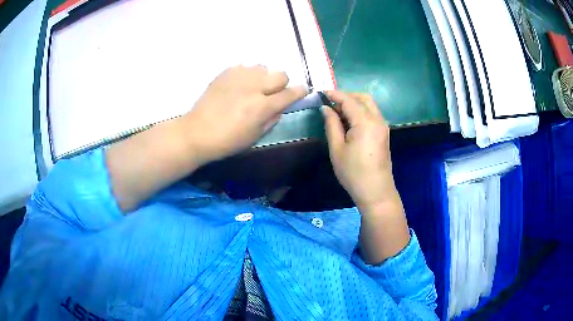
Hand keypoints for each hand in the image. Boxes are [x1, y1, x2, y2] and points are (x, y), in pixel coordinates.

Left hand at [182, 65, 306, 163]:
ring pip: (263, 67)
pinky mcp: (225, 73)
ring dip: (262, 77)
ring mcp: (239, 77)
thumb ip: (272, 119)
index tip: (301, 92)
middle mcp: (254, 87)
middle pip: (281, 74)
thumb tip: (280, 107)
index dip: (300, 92)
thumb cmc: (227, 141)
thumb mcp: (255, 136)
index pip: (290, 93)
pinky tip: (237, 86)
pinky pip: (244, 67)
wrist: (197, 132)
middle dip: (281, 83)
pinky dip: (246, 75)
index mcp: (263, 106)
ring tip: (251, 88)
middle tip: (271, 93)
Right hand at [322, 91, 398, 211]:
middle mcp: (377, 119)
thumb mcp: (337, 149)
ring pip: (369, 105)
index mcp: (365, 122)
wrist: (375, 191)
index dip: (334, 94)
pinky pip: (372, 114)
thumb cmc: (353, 172)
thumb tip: (326, 108)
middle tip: (331, 103)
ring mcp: (383, 126)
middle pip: (363, 98)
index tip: (321, 92)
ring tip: (338, 112)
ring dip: (354, 103)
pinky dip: (361, 111)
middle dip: (347, 96)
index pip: (349, 100)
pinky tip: (350, 121)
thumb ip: (332, 125)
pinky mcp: (384, 133)